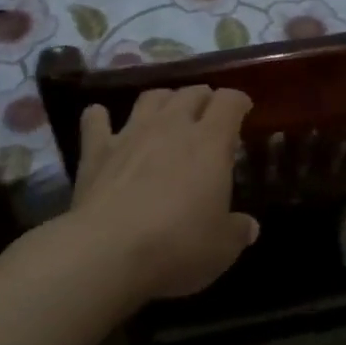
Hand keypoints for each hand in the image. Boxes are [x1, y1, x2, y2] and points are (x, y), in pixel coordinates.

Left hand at [69, 85, 259, 302]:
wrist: (109, 251)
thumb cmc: (177, 246)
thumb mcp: (222, 248)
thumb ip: (238, 230)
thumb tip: (249, 227)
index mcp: (210, 142)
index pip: (229, 102)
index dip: (238, 102)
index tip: (243, 111)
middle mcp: (172, 125)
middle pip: (191, 93)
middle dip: (203, 98)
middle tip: (207, 115)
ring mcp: (131, 133)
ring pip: (150, 97)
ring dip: (162, 100)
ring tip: (166, 113)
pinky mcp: (96, 150)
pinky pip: (95, 119)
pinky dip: (100, 116)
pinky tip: (101, 119)